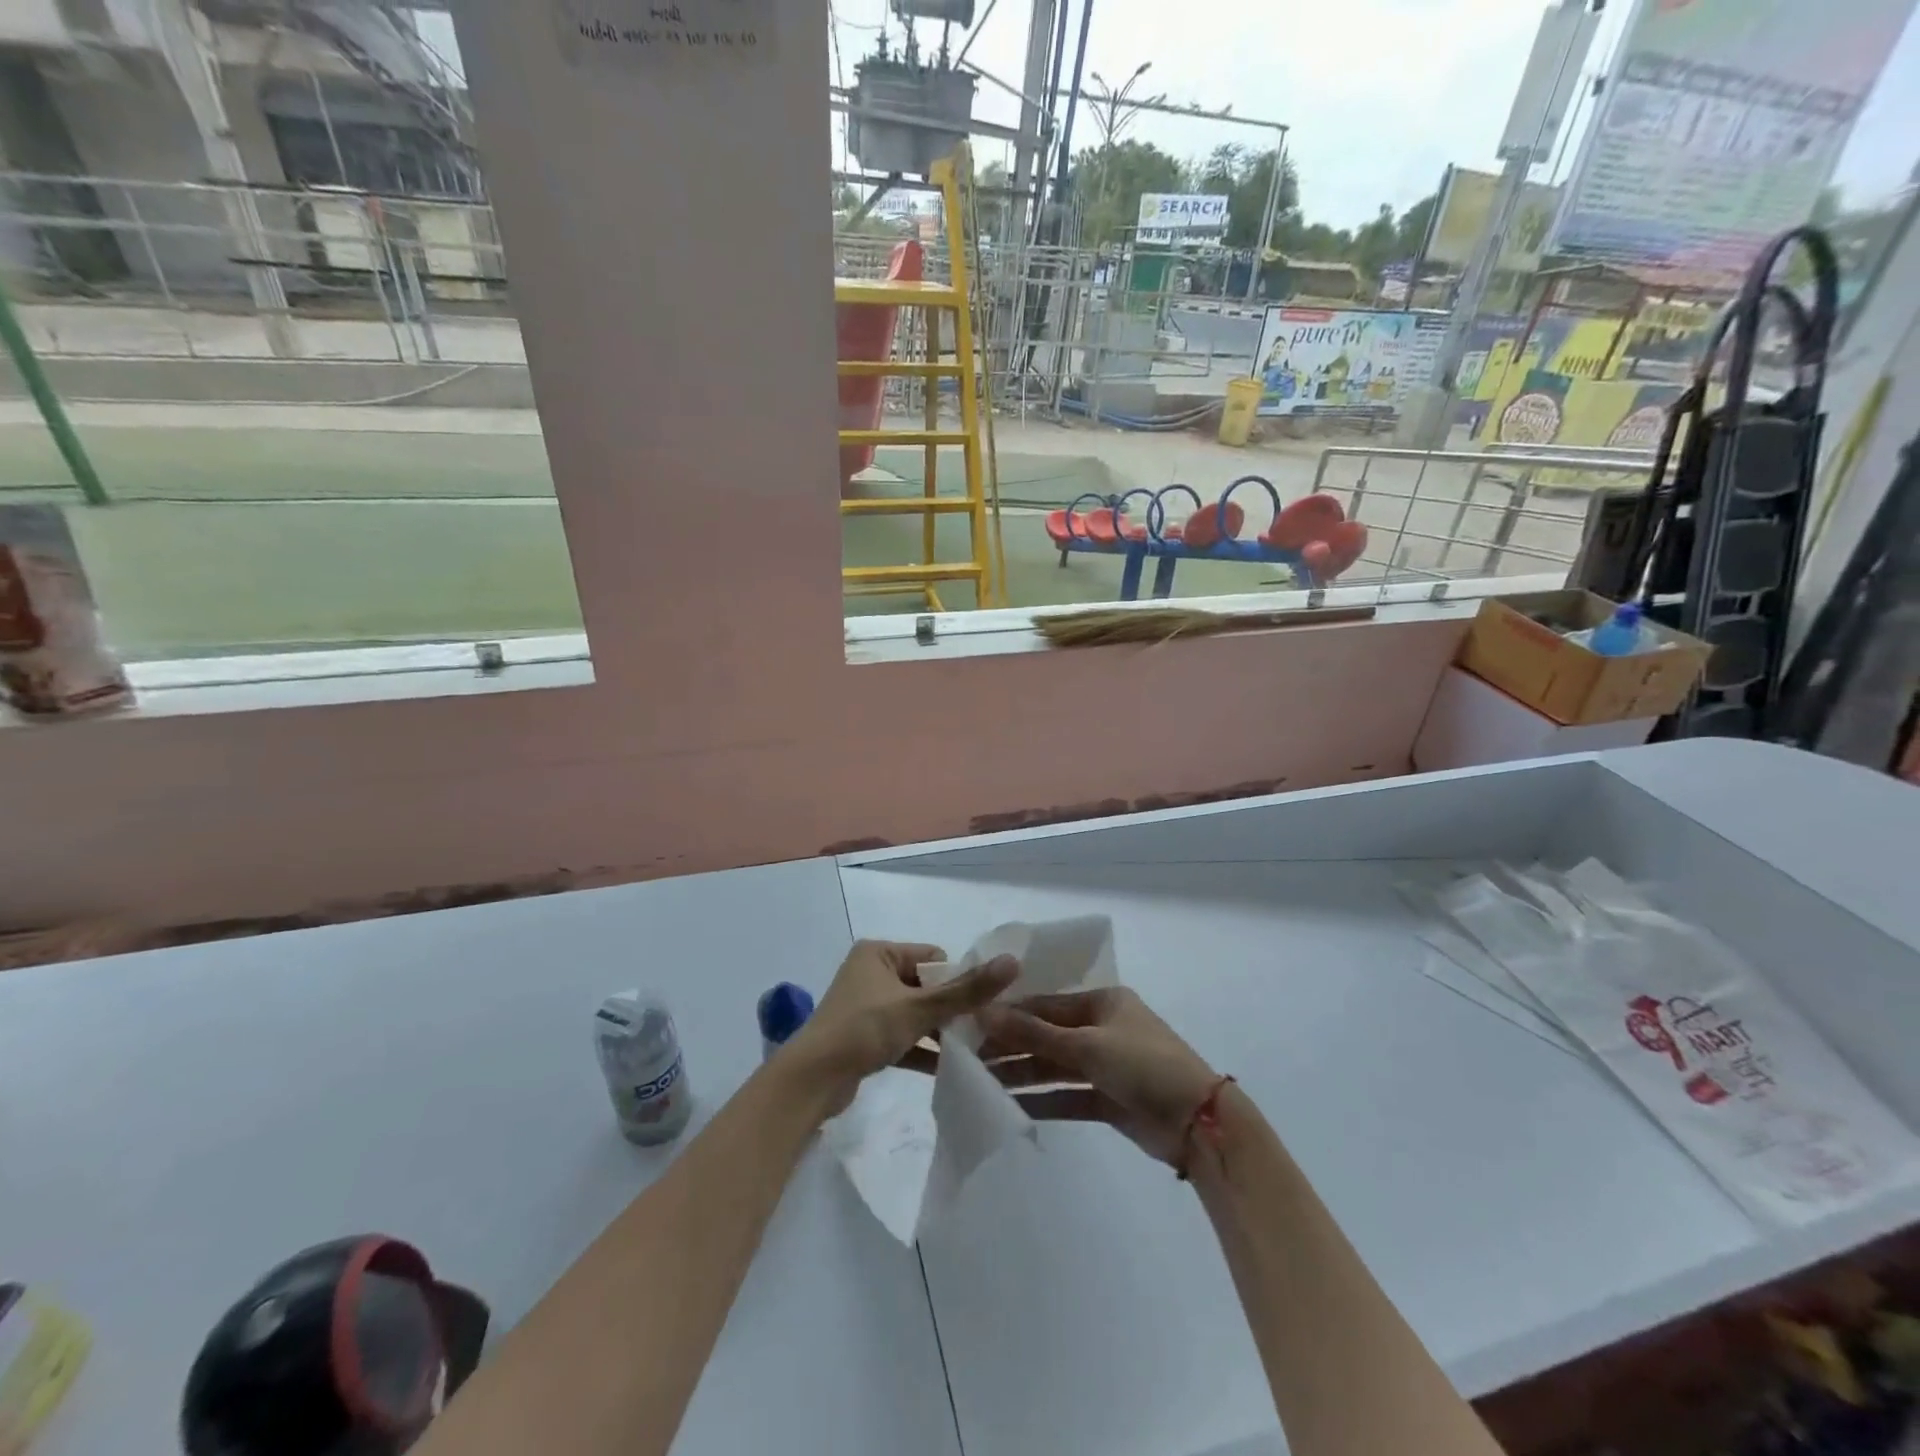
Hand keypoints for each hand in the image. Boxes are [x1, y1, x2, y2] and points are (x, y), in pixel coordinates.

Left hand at [787, 940, 1017, 1114]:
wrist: (811, 1082)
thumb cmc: (863, 1030)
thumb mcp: (919, 1008)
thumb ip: (966, 990)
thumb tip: (1012, 961)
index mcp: (879, 952)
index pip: (933, 957)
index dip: (957, 980)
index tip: (979, 1005)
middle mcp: (871, 972)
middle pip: (926, 986)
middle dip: (950, 1008)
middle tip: (980, 1030)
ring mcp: (867, 1006)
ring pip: (915, 1013)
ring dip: (938, 1031)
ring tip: (972, 1050)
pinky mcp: (864, 1037)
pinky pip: (903, 1036)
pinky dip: (922, 1049)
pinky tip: (950, 1068)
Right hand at [979, 987, 1219, 1164]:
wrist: (1199, 1122)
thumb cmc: (1144, 1064)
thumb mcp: (1087, 1044)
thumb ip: (1034, 1033)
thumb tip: (985, 1012)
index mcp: (1103, 1001)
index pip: (1046, 1003)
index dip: (1010, 1013)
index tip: (972, 1022)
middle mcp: (1102, 1027)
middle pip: (1047, 1034)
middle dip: (1012, 1045)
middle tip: (969, 1055)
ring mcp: (1106, 1064)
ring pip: (1055, 1065)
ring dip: (1023, 1073)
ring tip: (981, 1080)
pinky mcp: (1109, 1099)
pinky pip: (1068, 1095)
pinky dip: (1043, 1099)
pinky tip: (1011, 1105)